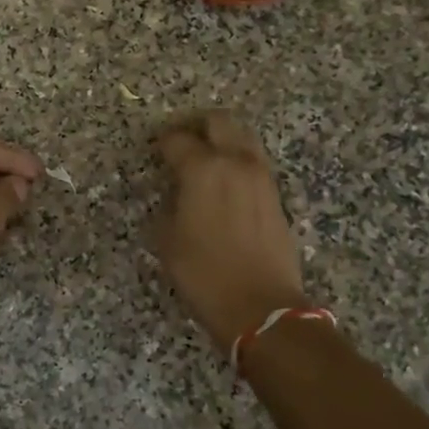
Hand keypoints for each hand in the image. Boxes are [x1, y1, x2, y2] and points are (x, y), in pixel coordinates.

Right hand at [155, 112, 308, 352]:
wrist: (261, 307)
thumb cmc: (204, 274)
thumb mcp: (167, 240)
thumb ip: (168, 206)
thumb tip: (175, 195)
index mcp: (203, 169)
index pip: (176, 139)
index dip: (161, 142)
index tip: (153, 149)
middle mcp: (235, 162)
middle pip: (218, 121)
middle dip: (196, 125)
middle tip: (180, 141)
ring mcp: (261, 177)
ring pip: (242, 137)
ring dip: (222, 140)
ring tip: (204, 159)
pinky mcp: (276, 195)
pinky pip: (254, 161)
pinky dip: (237, 160)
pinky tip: (223, 182)